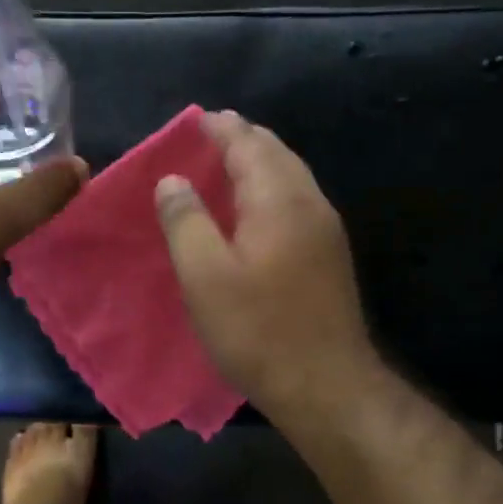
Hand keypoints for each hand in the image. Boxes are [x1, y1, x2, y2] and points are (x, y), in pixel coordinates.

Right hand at [155, 111, 377, 422]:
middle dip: (243, 140)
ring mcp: (327, 231)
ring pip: (291, 178)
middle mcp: (310, 204)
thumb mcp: (205, 277)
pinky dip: (272, 190)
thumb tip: (172, 180)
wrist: (325, 384)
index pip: (248, 145)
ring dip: (260, 164)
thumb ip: (185, 222)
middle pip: (276, 154)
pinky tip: (255, 211)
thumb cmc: (258, 330)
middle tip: (210, 137)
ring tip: (229, 166)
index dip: (220, 129)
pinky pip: (297, 203)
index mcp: (279, 200)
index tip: (196, 120)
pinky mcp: (330, 257)